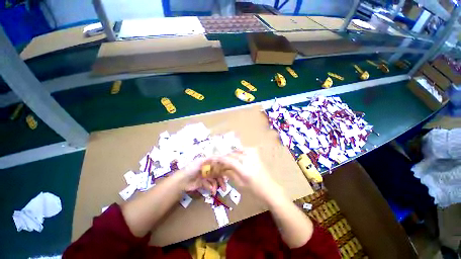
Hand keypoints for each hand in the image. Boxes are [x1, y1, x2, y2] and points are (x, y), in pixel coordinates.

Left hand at [176, 157, 226, 194]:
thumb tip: (221, 156)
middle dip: (221, 181)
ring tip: (215, 191)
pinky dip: (211, 188)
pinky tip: (211, 190)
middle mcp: (207, 169)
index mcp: (207, 163)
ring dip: (216, 186)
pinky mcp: (202, 183)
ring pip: (214, 181)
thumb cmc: (192, 168)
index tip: (227, 175)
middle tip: (224, 188)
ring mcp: (205, 177)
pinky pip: (209, 185)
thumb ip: (211, 159)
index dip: (223, 170)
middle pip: (217, 174)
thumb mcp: (201, 161)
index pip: (218, 166)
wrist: (182, 180)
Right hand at [217, 149, 283, 201]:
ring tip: (226, 159)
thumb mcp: (240, 184)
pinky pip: (243, 149)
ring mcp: (253, 155)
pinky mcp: (255, 153)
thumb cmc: (254, 190)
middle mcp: (248, 159)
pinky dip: (237, 151)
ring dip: (230, 154)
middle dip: (224, 156)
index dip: (219, 159)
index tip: (212, 158)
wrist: (269, 188)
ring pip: (237, 150)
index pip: (228, 160)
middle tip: (218, 160)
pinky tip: (235, 155)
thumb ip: (230, 173)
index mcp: (244, 170)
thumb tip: (221, 168)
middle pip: (232, 154)